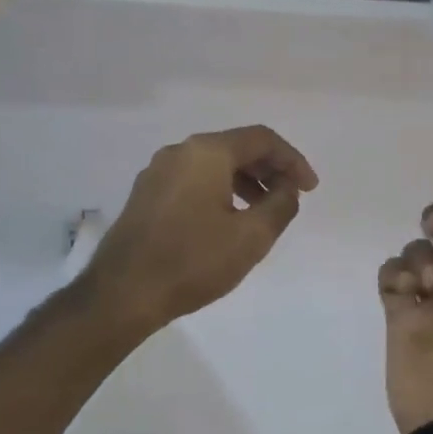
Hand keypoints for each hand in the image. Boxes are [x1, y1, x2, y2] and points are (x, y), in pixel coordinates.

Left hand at [85, 125, 317, 334]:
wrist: (122, 294)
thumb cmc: (192, 262)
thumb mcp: (251, 237)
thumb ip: (280, 204)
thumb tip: (286, 187)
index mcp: (206, 152)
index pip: (261, 139)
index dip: (292, 160)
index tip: (310, 189)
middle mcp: (179, 152)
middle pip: (236, 147)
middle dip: (269, 169)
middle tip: (291, 196)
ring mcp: (157, 172)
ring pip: (213, 164)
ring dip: (245, 181)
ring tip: (264, 211)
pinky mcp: (146, 195)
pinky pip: (193, 180)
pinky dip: (220, 190)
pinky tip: (228, 219)